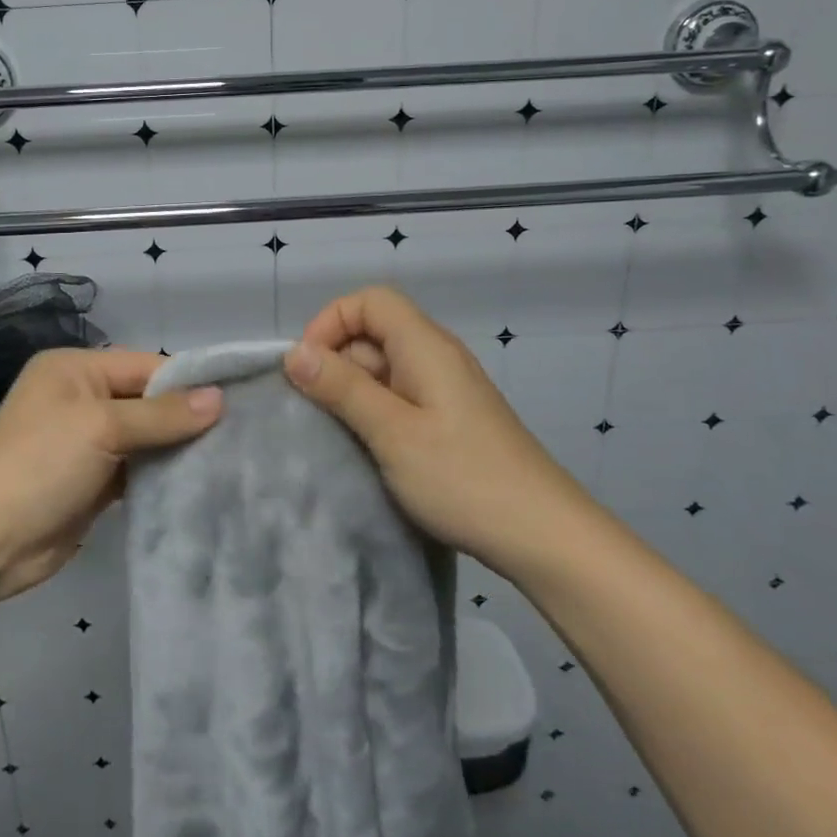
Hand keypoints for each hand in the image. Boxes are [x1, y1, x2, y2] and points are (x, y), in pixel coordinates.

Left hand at [0, 347, 220, 602]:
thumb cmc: (41, 463)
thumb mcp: (102, 427)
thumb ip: (161, 415)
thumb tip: (218, 399)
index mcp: (76, 369)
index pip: (146, 366)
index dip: (189, 382)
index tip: (238, 399)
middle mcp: (82, 399)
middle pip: (147, 402)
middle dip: (187, 417)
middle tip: (241, 432)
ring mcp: (86, 443)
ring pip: (145, 438)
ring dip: (177, 449)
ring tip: (230, 457)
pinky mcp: (92, 483)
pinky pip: (137, 470)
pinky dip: (161, 476)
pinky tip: (199, 482)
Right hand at [283, 286, 582, 561]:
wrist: (543, 535)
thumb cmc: (462, 478)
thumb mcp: (391, 432)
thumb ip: (341, 388)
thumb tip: (293, 352)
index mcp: (425, 346)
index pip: (370, 301)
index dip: (331, 322)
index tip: (308, 367)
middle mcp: (438, 356)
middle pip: (375, 332)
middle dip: (337, 361)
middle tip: (317, 410)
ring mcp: (448, 389)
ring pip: (385, 367)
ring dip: (353, 390)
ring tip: (338, 433)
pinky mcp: (452, 418)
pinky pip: (402, 396)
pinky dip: (376, 410)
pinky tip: (369, 447)